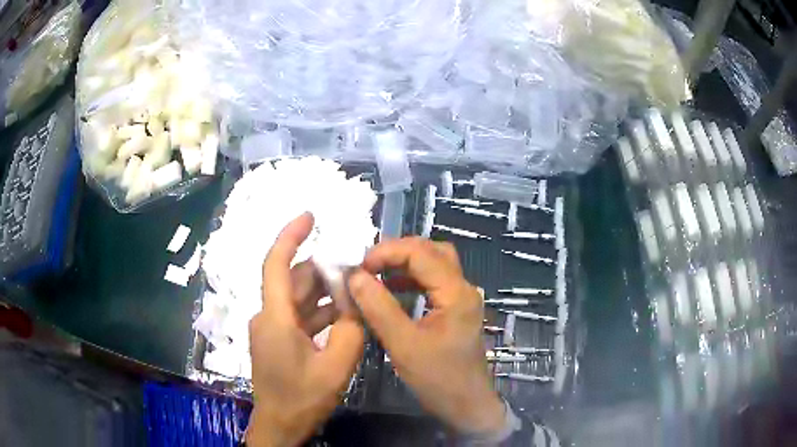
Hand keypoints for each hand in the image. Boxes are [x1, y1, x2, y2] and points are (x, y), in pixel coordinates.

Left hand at [247, 213, 364, 446]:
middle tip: (356, 268)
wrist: (280, 424)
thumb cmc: (302, 398)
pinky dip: (319, 312)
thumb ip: (350, 329)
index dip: (290, 236)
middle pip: (294, 281)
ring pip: (297, 298)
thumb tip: (355, 301)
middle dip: (323, 271)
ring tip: (355, 291)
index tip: (310, 217)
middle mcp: (267, 316)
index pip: (277, 264)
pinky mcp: (276, 339)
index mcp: (275, 318)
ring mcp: (270, 328)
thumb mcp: (336, 366)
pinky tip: (343, 316)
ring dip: (324, 293)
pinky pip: (298, 316)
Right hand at [348, 237, 504, 435]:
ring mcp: (461, 300)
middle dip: (397, 253)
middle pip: (432, 252)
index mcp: (456, 292)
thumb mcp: (404, 345)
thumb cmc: (438, 379)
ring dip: (405, 265)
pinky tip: (392, 291)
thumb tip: (355, 276)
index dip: (387, 252)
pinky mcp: (455, 311)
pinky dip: (411, 281)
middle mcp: (463, 288)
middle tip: (369, 266)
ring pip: (434, 265)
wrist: (467, 406)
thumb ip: (379, 308)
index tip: (359, 267)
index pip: (420, 253)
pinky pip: (433, 284)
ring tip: (376, 275)